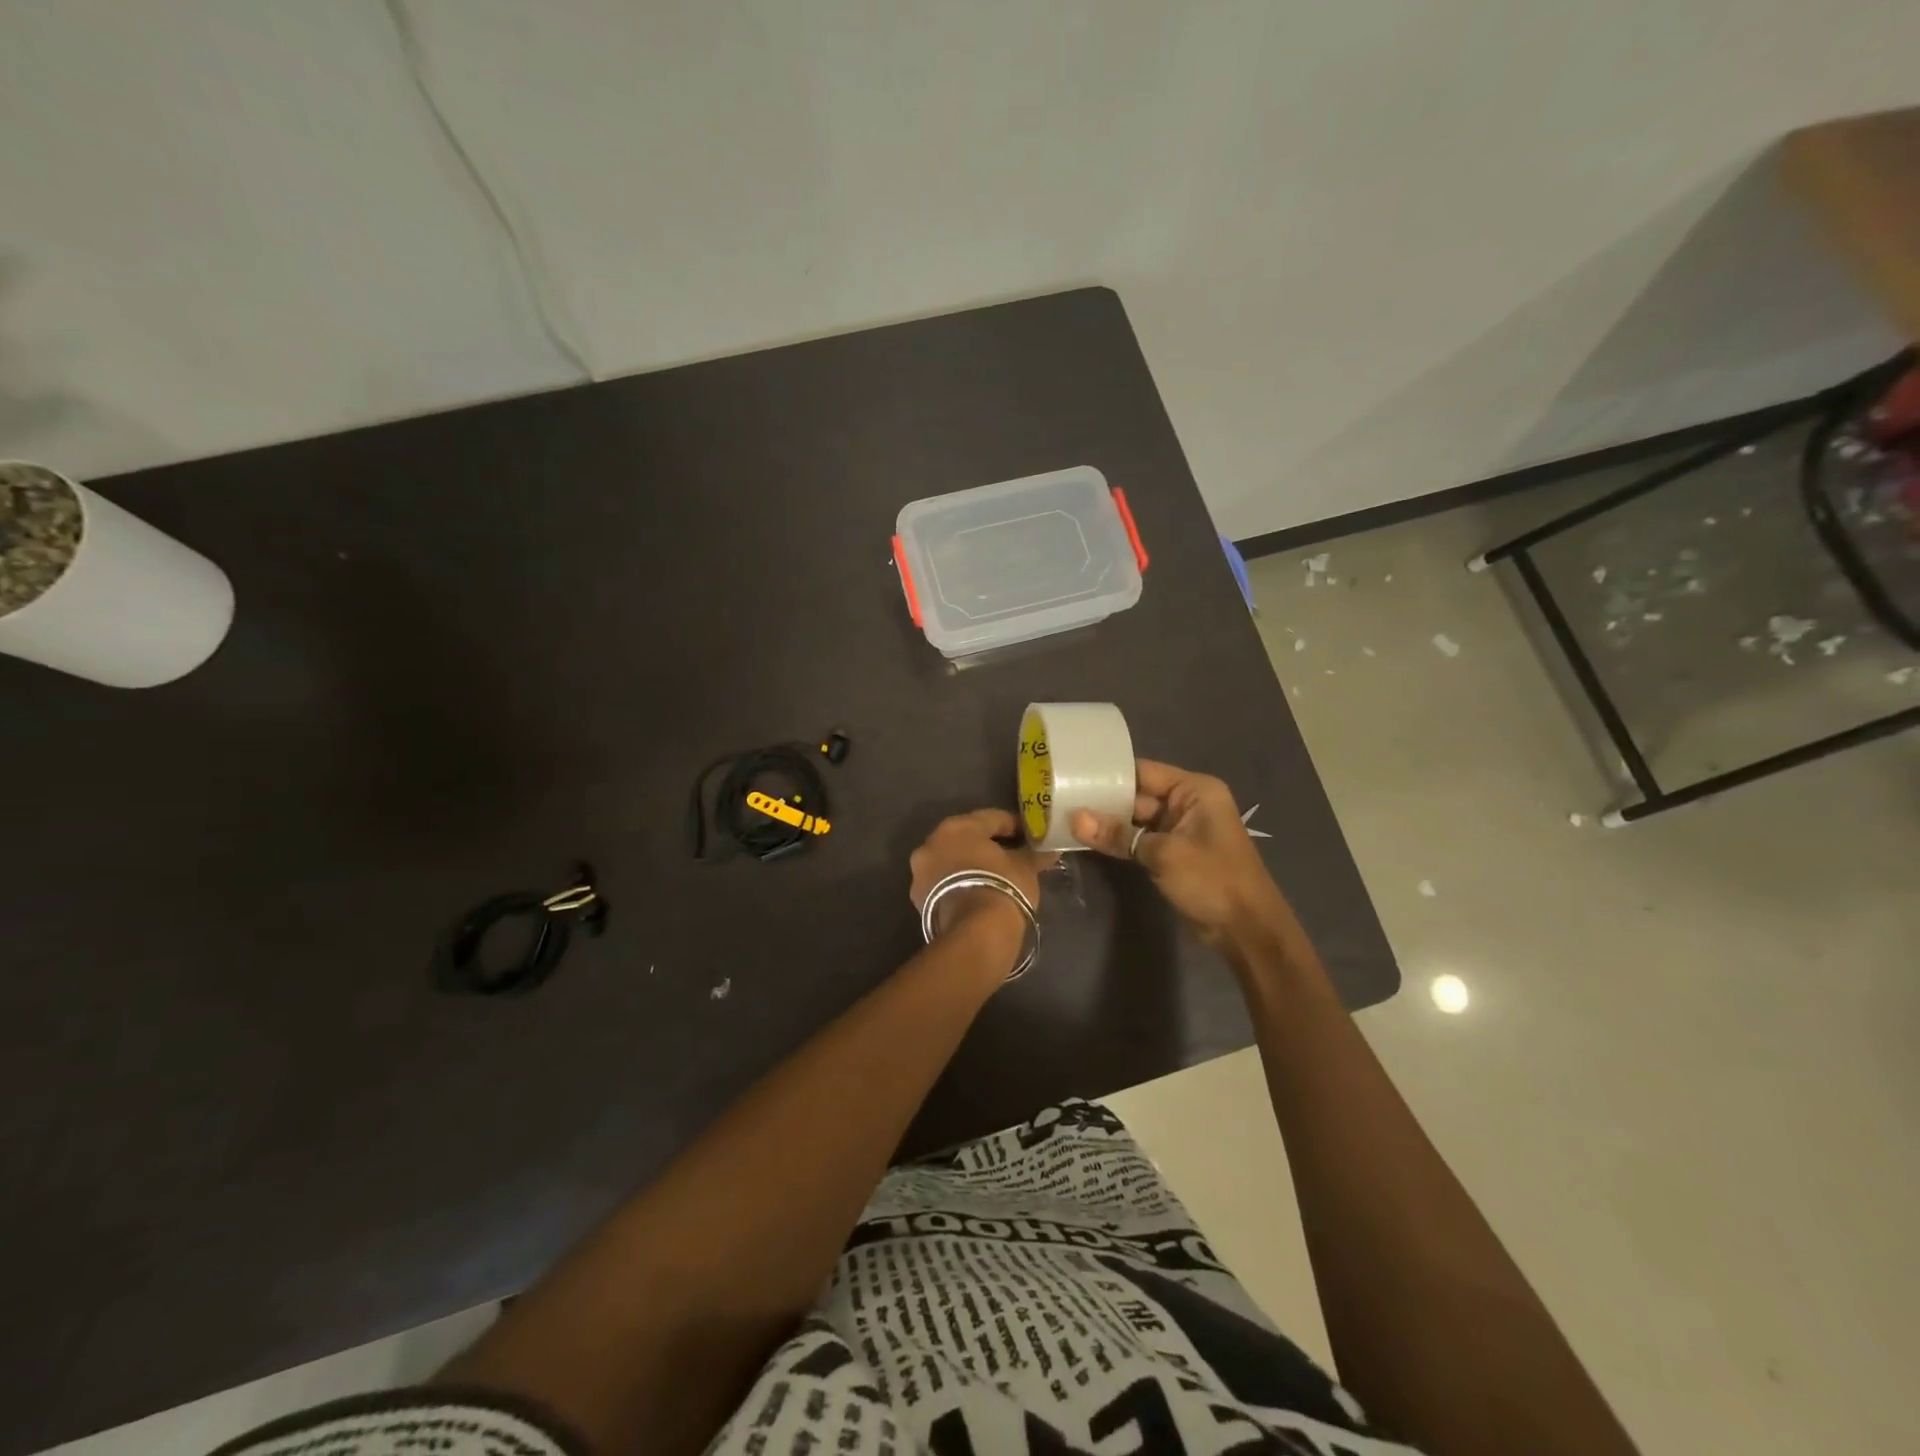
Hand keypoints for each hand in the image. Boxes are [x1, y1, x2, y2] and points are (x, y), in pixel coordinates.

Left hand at [909, 809, 1052, 953]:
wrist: (974, 934)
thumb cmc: (1002, 888)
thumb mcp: (1025, 868)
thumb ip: (1034, 854)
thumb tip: (1050, 849)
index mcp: (958, 826)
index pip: (991, 818)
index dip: (1014, 826)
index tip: (1030, 836)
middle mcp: (932, 842)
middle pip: (966, 838)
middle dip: (988, 845)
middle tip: (1012, 855)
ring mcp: (921, 870)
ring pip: (951, 860)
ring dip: (970, 865)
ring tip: (994, 877)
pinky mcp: (918, 897)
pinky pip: (944, 882)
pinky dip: (959, 883)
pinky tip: (977, 893)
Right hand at [1071, 759, 1290, 947]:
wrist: (1247, 931)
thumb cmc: (1212, 880)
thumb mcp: (1163, 854)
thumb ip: (1118, 835)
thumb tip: (1074, 819)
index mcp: (1194, 790)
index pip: (1143, 772)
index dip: (1108, 774)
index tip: (1072, 775)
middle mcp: (1187, 804)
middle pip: (1137, 795)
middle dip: (1103, 801)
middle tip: (1059, 799)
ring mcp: (1180, 830)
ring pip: (1135, 820)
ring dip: (1108, 824)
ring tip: (1065, 818)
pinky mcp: (1173, 853)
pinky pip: (1139, 840)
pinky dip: (1119, 842)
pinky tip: (1087, 840)